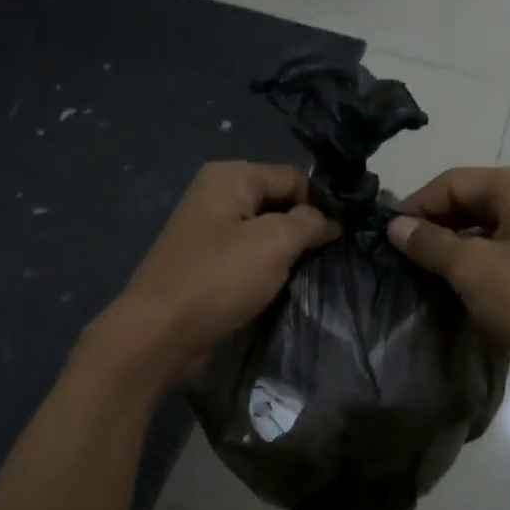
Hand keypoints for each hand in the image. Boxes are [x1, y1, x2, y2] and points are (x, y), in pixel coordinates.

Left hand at [95, 162, 337, 375]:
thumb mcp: (274, 243)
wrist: (159, 333)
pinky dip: (270, 267)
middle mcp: (218, 194)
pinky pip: (250, 254)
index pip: (294, 176)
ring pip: (267, 231)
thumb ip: (310, 222)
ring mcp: (210, 229)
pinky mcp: (208, 262)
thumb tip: (333, 219)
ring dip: (290, 250)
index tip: (350, 231)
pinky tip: (288, 283)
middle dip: (307, 226)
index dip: (324, 202)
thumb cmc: (219, 278)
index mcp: (231, 176)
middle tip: (338, 253)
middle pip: (280, 201)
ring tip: (318, 270)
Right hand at [388, 167, 509, 400]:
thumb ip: (430, 242)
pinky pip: (501, 250)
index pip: (454, 182)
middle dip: (434, 226)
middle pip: (470, 201)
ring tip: (419, 271)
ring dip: (452, 246)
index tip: (387, 235)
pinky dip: (474, 262)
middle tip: (399, 254)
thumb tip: (395, 226)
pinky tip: (452, 284)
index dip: (417, 206)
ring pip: (484, 228)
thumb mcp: (473, 268)